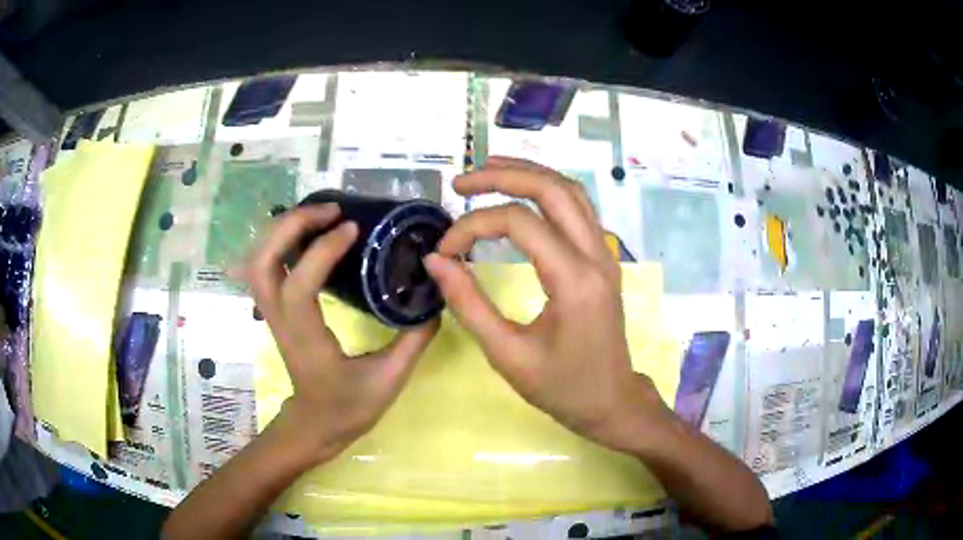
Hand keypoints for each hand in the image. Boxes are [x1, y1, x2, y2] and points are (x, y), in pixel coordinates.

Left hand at [244, 204, 437, 461]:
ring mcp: (272, 314)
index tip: (353, 228)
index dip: (321, 251)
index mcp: (306, 340)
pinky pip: (264, 266)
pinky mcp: (275, 310)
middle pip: (263, 262)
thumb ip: (413, 341)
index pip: (300, 287)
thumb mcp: (388, 381)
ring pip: (257, 261)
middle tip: (331, 210)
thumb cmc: (348, 408)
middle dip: (291, 226)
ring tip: (319, 214)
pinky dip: (278, 241)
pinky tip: (306, 233)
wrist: (315, 425)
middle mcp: (280, 321)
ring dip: (282, 229)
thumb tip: (435, 300)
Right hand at [424, 157, 669, 451]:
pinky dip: (547, 190)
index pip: (519, 224)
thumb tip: (435, 260)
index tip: (444, 250)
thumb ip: (468, 304)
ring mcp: (605, 253)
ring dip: (528, 174)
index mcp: (574, 280)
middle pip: (552, 189)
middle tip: (460, 183)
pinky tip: (522, 192)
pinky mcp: (603, 258)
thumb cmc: (562, 387)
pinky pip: (578, 207)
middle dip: (502, 176)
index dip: (473, 226)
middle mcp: (596, 255)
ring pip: (570, 190)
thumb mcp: (507, 355)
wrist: (611, 401)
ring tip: (487, 170)